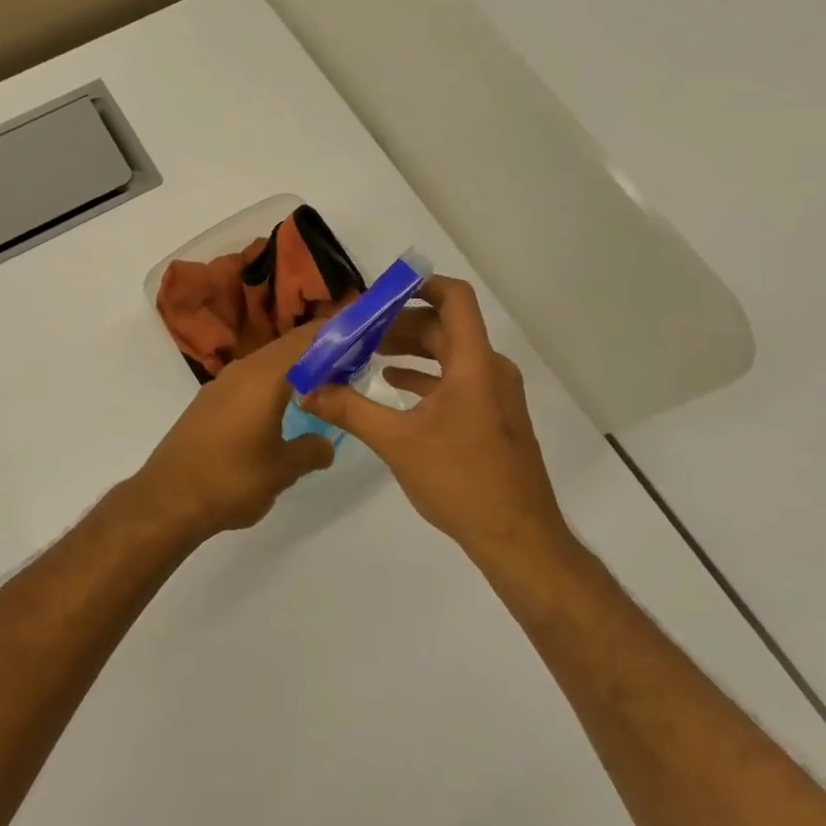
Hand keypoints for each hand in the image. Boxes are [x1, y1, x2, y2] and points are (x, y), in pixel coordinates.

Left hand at [128, 318, 336, 540]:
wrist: (168, 498)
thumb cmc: (231, 479)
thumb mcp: (281, 470)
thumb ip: (310, 451)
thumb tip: (326, 444)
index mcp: (264, 377)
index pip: (304, 340)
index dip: (332, 332)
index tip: (359, 333)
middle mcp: (241, 371)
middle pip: (285, 349)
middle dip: (317, 352)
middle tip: (350, 363)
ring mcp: (221, 386)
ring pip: (265, 365)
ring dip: (293, 369)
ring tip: (321, 385)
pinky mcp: (208, 403)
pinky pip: (248, 382)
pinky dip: (272, 385)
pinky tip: (281, 407)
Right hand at [302, 276, 575, 569]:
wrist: (519, 540)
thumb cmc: (461, 481)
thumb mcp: (396, 442)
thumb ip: (350, 410)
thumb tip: (306, 389)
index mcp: (474, 364)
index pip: (455, 299)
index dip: (420, 285)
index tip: (381, 292)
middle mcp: (490, 369)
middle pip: (444, 326)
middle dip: (399, 322)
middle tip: (357, 329)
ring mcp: (494, 394)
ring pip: (449, 353)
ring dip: (410, 348)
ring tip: (368, 353)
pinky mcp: (492, 416)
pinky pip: (456, 379)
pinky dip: (424, 374)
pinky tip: (393, 383)